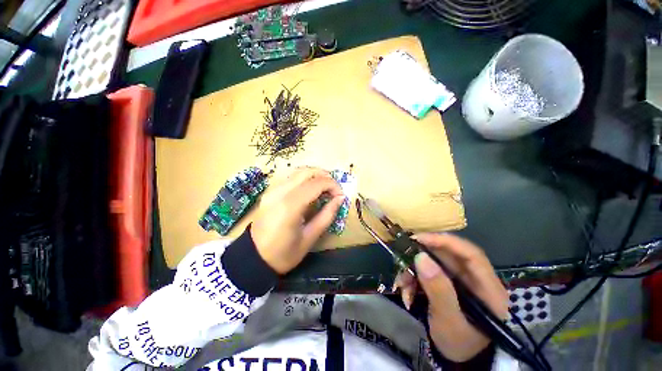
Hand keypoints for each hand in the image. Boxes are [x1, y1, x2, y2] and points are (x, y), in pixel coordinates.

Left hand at [251, 167, 344, 274]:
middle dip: (325, 176)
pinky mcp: (270, 191)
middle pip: (307, 171)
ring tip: (325, 188)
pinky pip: (290, 177)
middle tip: (334, 189)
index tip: (341, 195)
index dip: (333, 185)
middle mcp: (280, 192)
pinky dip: (304, 179)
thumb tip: (340, 198)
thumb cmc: (284, 253)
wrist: (253, 258)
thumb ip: (327, 215)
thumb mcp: (310, 238)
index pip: (316, 183)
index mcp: (290, 206)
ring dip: (315, 175)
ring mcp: (273, 190)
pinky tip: (310, 190)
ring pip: (298, 171)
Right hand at [393, 233, 507, 361]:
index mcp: (487, 288)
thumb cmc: (460, 344)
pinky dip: (413, 279)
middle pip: (446, 255)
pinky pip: (426, 273)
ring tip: (402, 287)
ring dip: (413, 272)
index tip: (419, 238)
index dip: (445, 241)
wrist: (458, 360)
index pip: (470, 253)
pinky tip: (406, 293)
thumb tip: (421, 257)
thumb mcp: (449, 322)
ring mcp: (459, 281)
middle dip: (421, 258)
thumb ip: (439, 290)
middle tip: (402, 259)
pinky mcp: (446, 283)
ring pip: (432, 263)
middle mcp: (474, 279)